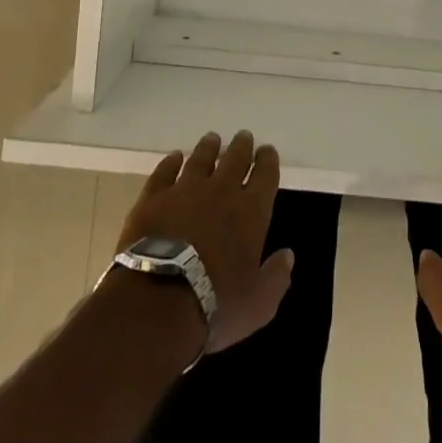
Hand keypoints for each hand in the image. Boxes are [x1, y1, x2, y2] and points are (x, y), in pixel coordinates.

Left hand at [116, 130, 292, 353]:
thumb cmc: (214, 306)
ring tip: (212, 139)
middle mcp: (221, 192)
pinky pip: (165, 172)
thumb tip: (288, 255)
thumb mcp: (257, 304)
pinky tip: (174, 157)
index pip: (265, 175)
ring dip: (209, 147)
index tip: (267, 151)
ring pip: (201, 159)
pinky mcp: (153, 198)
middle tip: (243, 137)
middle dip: (242, 146)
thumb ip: (275, 278)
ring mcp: (185, 191)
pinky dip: (171, 162)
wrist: (157, 301)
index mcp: (250, 212)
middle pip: (235, 159)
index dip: (268, 161)